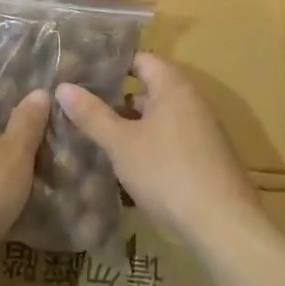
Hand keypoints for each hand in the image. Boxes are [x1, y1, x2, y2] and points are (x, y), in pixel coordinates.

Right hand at [56, 54, 256, 247]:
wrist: (222, 225)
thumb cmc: (167, 172)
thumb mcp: (121, 144)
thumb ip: (92, 114)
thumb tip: (62, 86)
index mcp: (173, 86)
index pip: (140, 60)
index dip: (111, 64)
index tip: (82, 72)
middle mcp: (191, 101)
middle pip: (149, 89)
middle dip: (116, 99)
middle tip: (82, 107)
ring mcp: (202, 130)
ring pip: (158, 118)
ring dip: (131, 126)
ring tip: (97, 136)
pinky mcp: (205, 158)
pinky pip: (170, 140)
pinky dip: (148, 145)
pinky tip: (127, 165)